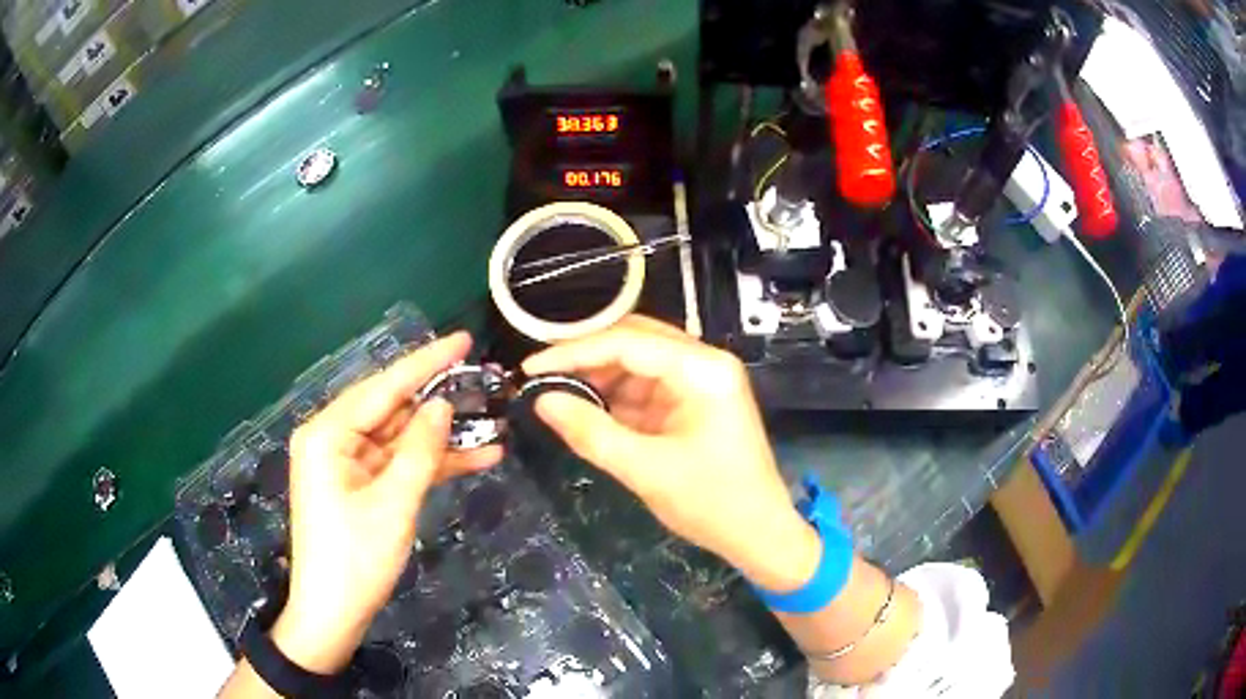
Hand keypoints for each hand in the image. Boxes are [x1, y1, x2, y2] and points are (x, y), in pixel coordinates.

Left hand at [270, 333, 502, 672]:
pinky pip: (398, 464)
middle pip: (391, 409)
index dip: (425, 363)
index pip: (383, 387)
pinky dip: (431, 463)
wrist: (333, 613)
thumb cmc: (355, 558)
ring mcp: (346, 463)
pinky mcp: (360, 485)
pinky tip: (475, 458)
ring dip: (442, 438)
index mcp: (327, 434)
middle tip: (483, 382)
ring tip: (491, 425)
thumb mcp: (393, 504)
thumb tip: (443, 405)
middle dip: (438, 401)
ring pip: (400, 438)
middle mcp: (333, 439)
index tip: (462, 340)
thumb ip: (420, 451)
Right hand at [522, 316, 819, 591]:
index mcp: (703, 369)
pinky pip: (648, 385)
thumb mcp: (645, 470)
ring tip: (559, 394)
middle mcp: (705, 362)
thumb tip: (542, 400)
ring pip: (639, 361)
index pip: (628, 342)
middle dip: (586, 356)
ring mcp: (702, 380)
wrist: (759, 533)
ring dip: (600, 375)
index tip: (531, 367)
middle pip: (635, 340)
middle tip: (542, 374)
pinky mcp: (695, 400)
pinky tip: (589, 408)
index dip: (574, 351)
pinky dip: (617, 395)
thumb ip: (591, 432)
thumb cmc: (712, 503)